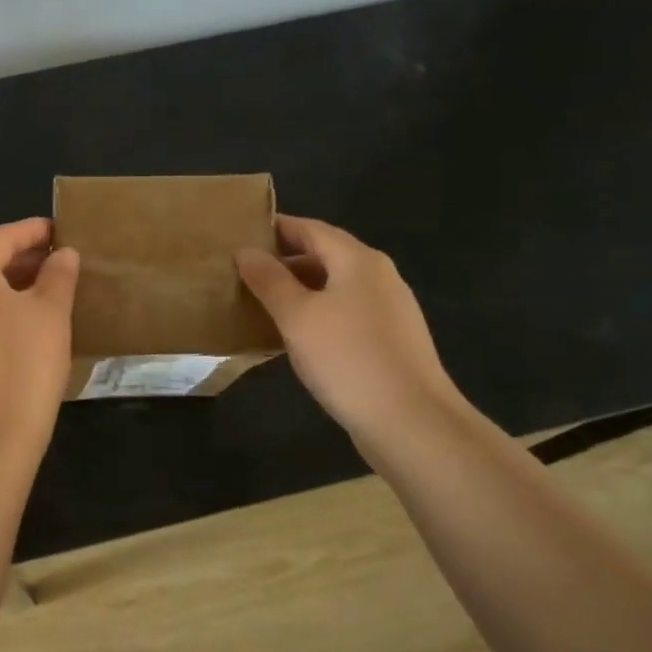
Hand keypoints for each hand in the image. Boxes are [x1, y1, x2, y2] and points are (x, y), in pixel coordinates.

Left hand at [0, 218, 79, 453]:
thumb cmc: (23, 364)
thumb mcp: (51, 314)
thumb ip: (58, 276)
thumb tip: (62, 255)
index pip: (0, 237)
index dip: (32, 231)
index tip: (60, 231)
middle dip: (18, 257)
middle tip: (55, 261)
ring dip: (5, 285)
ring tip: (42, 293)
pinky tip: (18, 327)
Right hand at [236, 215, 467, 451]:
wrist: (411, 422)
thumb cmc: (348, 359)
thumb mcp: (297, 316)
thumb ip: (269, 280)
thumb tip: (245, 250)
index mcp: (358, 260)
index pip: (310, 229)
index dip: (275, 228)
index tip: (240, 235)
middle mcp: (379, 276)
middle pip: (325, 255)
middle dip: (284, 261)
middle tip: (243, 273)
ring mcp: (390, 310)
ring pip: (335, 287)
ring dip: (299, 290)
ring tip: (261, 304)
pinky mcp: (391, 341)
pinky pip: (346, 314)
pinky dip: (318, 315)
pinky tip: (295, 337)